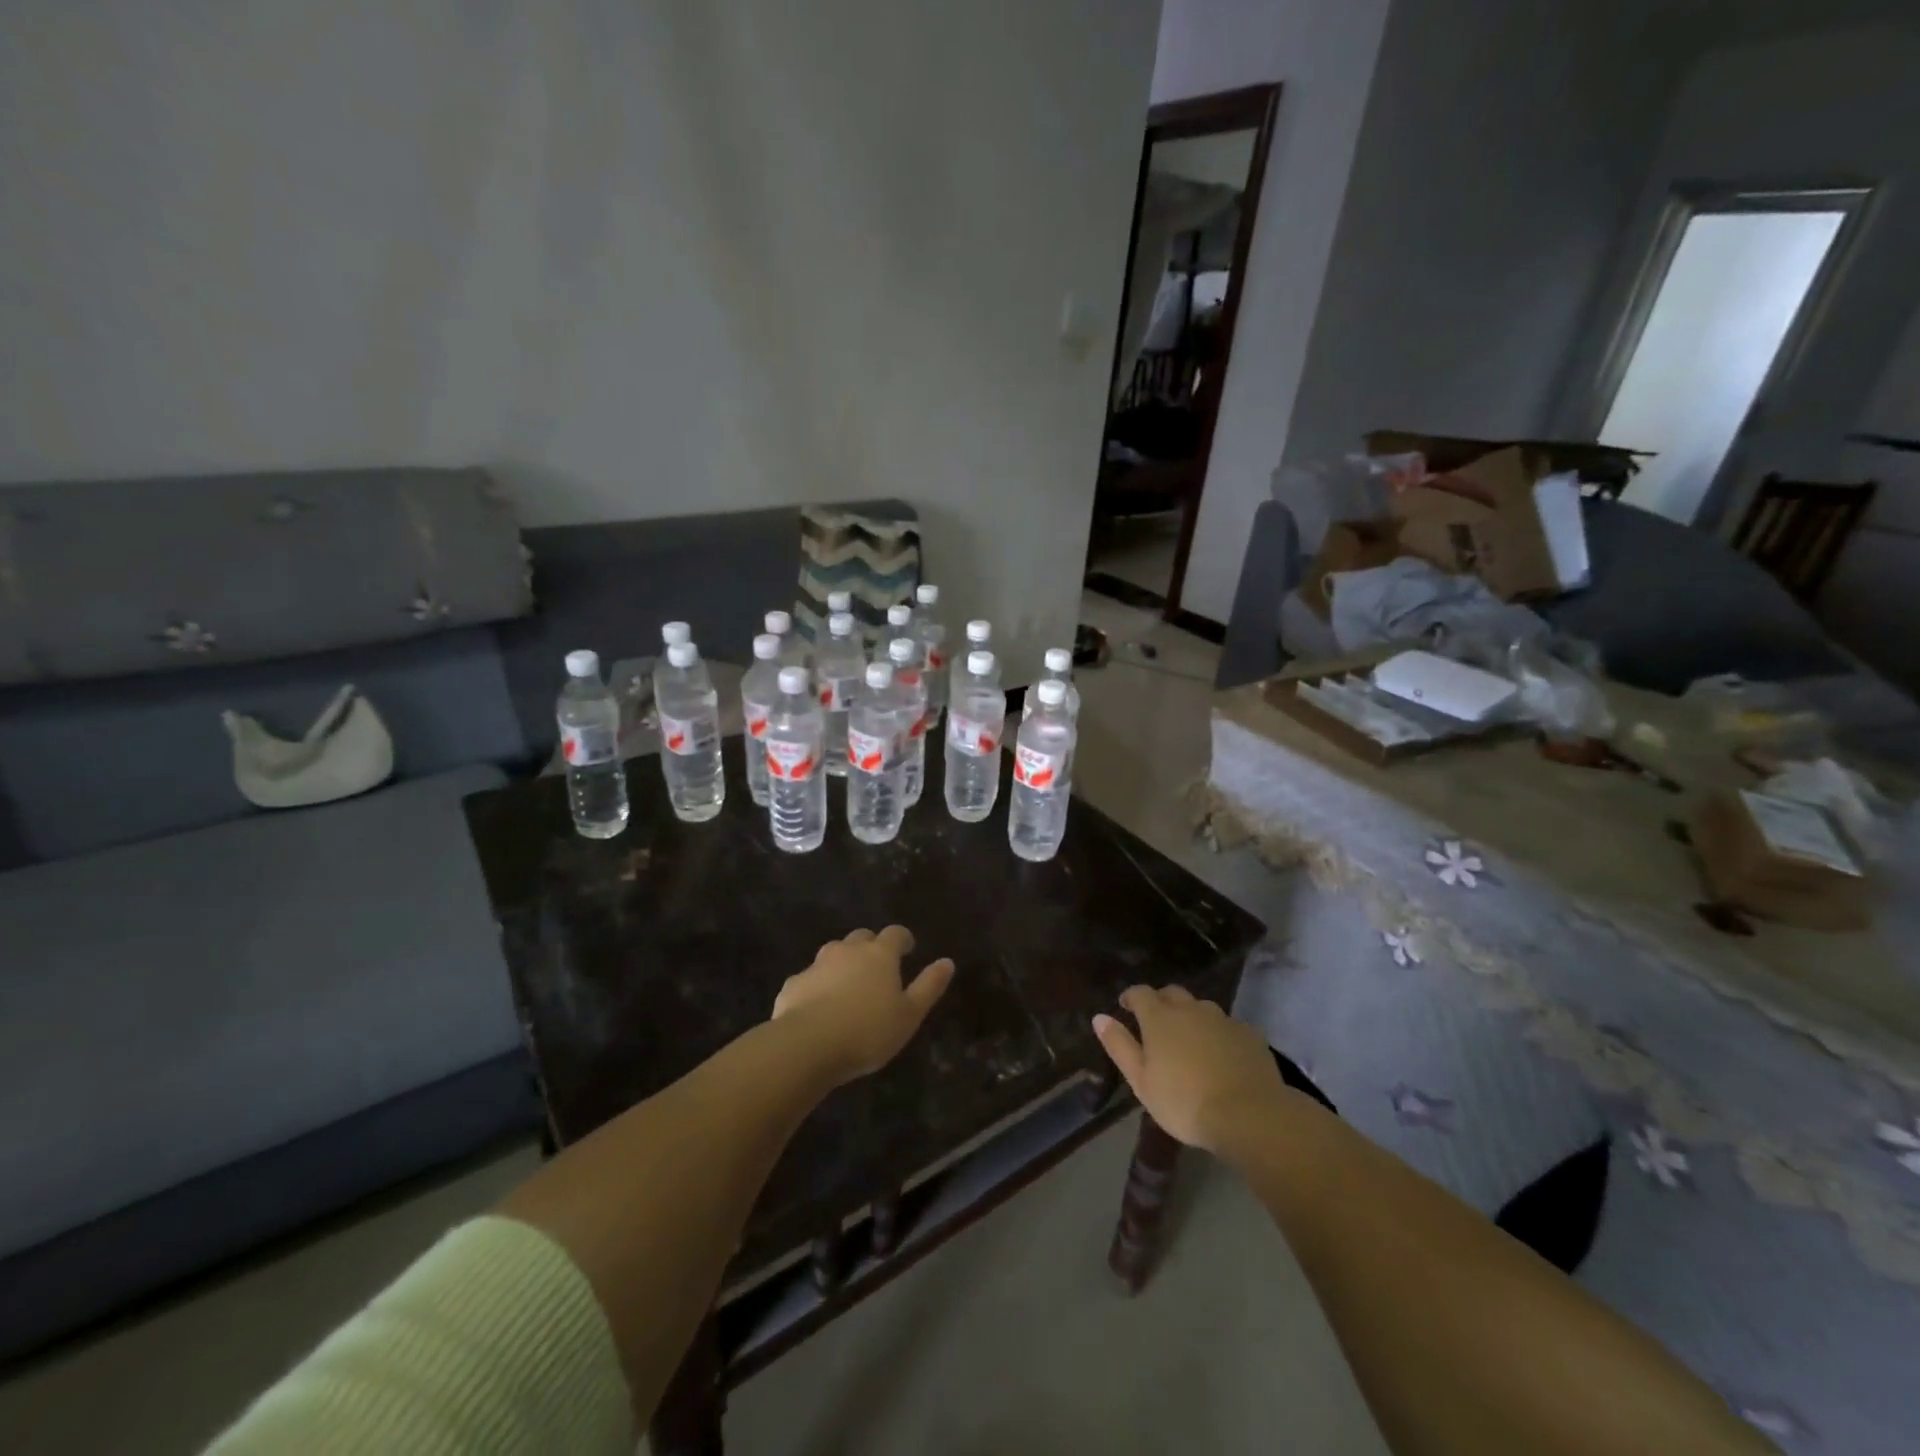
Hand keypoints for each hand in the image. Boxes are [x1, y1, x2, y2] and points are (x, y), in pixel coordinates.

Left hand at [773, 926, 954, 1084]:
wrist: (807, 1045)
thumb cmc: (868, 1031)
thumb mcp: (909, 1015)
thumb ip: (929, 987)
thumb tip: (947, 962)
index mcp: (879, 954)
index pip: (895, 934)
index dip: (903, 939)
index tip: (908, 949)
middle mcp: (848, 950)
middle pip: (862, 938)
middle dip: (871, 947)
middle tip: (878, 969)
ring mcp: (817, 964)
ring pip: (834, 954)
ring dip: (843, 963)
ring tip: (848, 987)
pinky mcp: (794, 983)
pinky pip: (811, 978)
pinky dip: (818, 985)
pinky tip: (819, 1007)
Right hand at [1093, 986, 1288, 1153]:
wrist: (1248, 1115)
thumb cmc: (1184, 1102)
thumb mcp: (1141, 1080)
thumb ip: (1119, 1046)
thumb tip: (1099, 1017)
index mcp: (1159, 1017)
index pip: (1140, 993)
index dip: (1131, 997)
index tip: (1126, 1007)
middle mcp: (1190, 1009)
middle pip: (1172, 993)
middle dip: (1161, 1001)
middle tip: (1157, 1022)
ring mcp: (1222, 1019)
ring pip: (1202, 1007)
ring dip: (1192, 1016)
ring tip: (1190, 1040)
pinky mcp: (1249, 1033)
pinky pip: (1228, 1025)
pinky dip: (1219, 1033)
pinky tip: (1222, 1054)